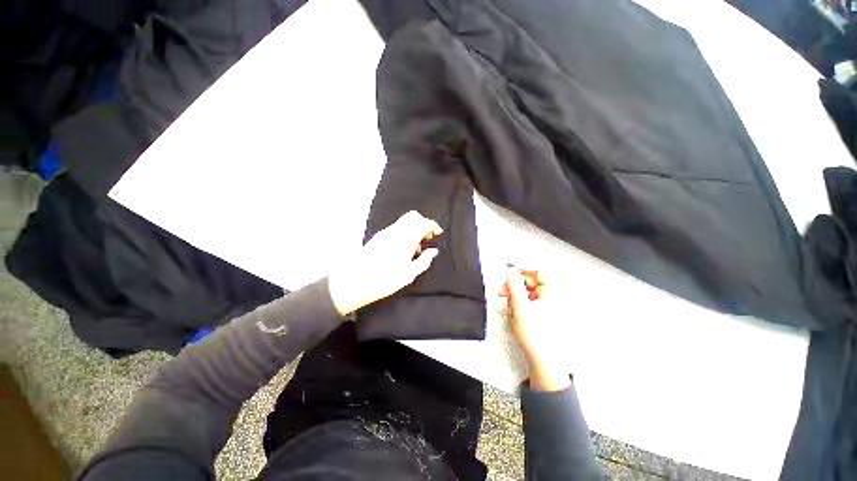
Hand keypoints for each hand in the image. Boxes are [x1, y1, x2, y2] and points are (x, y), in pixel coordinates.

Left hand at [328, 211, 442, 315]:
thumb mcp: (409, 274)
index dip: (433, 226)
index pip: (424, 223)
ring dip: (413, 228)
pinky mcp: (378, 237)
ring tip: (415, 247)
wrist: (354, 281)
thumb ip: (424, 260)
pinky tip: (403, 249)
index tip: (438, 233)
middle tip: (427, 237)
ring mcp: (385, 233)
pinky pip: (396, 228)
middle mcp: (396, 231)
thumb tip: (433, 251)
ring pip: (404, 221)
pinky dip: (404, 232)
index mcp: (406, 239)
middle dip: (423, 223)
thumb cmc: (384, 280)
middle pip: (413, 216)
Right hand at [501, 266, 570, 391]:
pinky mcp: (541, 310)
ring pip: (526, 290)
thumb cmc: (537, 338)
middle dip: (515, 285)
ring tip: (511, 308)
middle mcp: (551, 296)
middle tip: (504, 291)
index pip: (540, 268)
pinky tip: (515, 313)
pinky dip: (518, 304)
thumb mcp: (521, 308)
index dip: (524, 265)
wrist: (543, 359)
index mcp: (551, 293)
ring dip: (515, 296)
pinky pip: (527, 300)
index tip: (510, 264)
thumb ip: (514, 286)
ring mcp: (546, 303)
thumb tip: (510, 271)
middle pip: (530, 280)